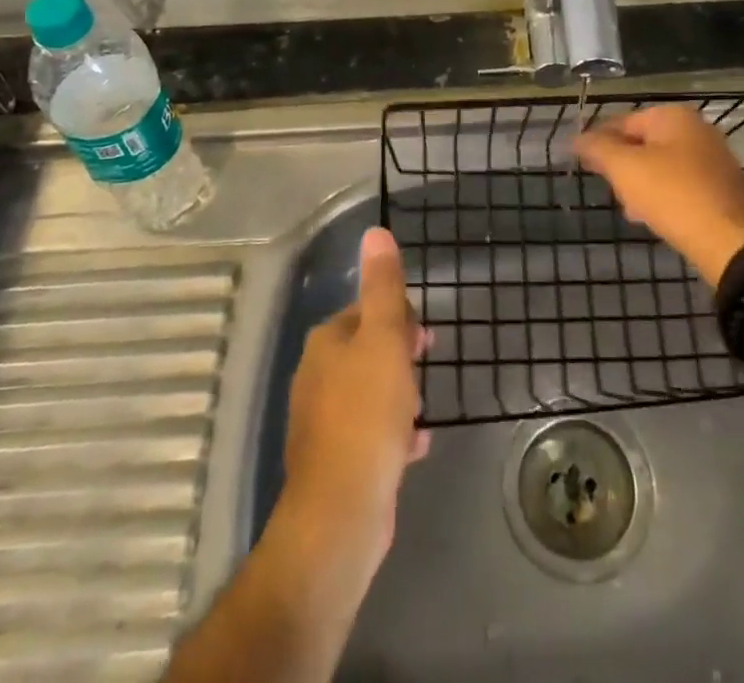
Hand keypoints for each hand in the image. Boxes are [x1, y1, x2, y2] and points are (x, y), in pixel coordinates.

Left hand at [280, 227, 429, 578]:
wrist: (341, 512)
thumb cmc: (367, 414)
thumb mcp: (384, 340)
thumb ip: (383, 286)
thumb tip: (375, 231)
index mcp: (326, 342)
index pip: (365, 310)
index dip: (399, 317)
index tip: (424, 337)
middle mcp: (317, 375)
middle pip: (367, 349)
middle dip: (400, 354)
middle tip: (427, 367)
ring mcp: (323, 421)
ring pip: (369, 390)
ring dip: (399, 394)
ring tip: (422, 408)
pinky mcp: (335, 460)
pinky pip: (370, 431)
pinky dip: (394, 431)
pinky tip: (417, 443)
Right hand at [574, 104, 743, 285]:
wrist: (732, 242)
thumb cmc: (673, 195)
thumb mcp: (625, 168)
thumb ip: (597, 148)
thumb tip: (576, 138)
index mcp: (672, 116)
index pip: (621, 121)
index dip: (597, 141)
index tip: (581, 164)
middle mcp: (695, 129)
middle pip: (641, 143)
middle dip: (621, 167)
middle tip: (610, 191)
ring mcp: (712, 157)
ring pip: (660, 165)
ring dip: (639, 185)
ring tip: (630, 211)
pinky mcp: (720, 187)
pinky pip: (679, 184)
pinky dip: (662, 196)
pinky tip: (653, 218)